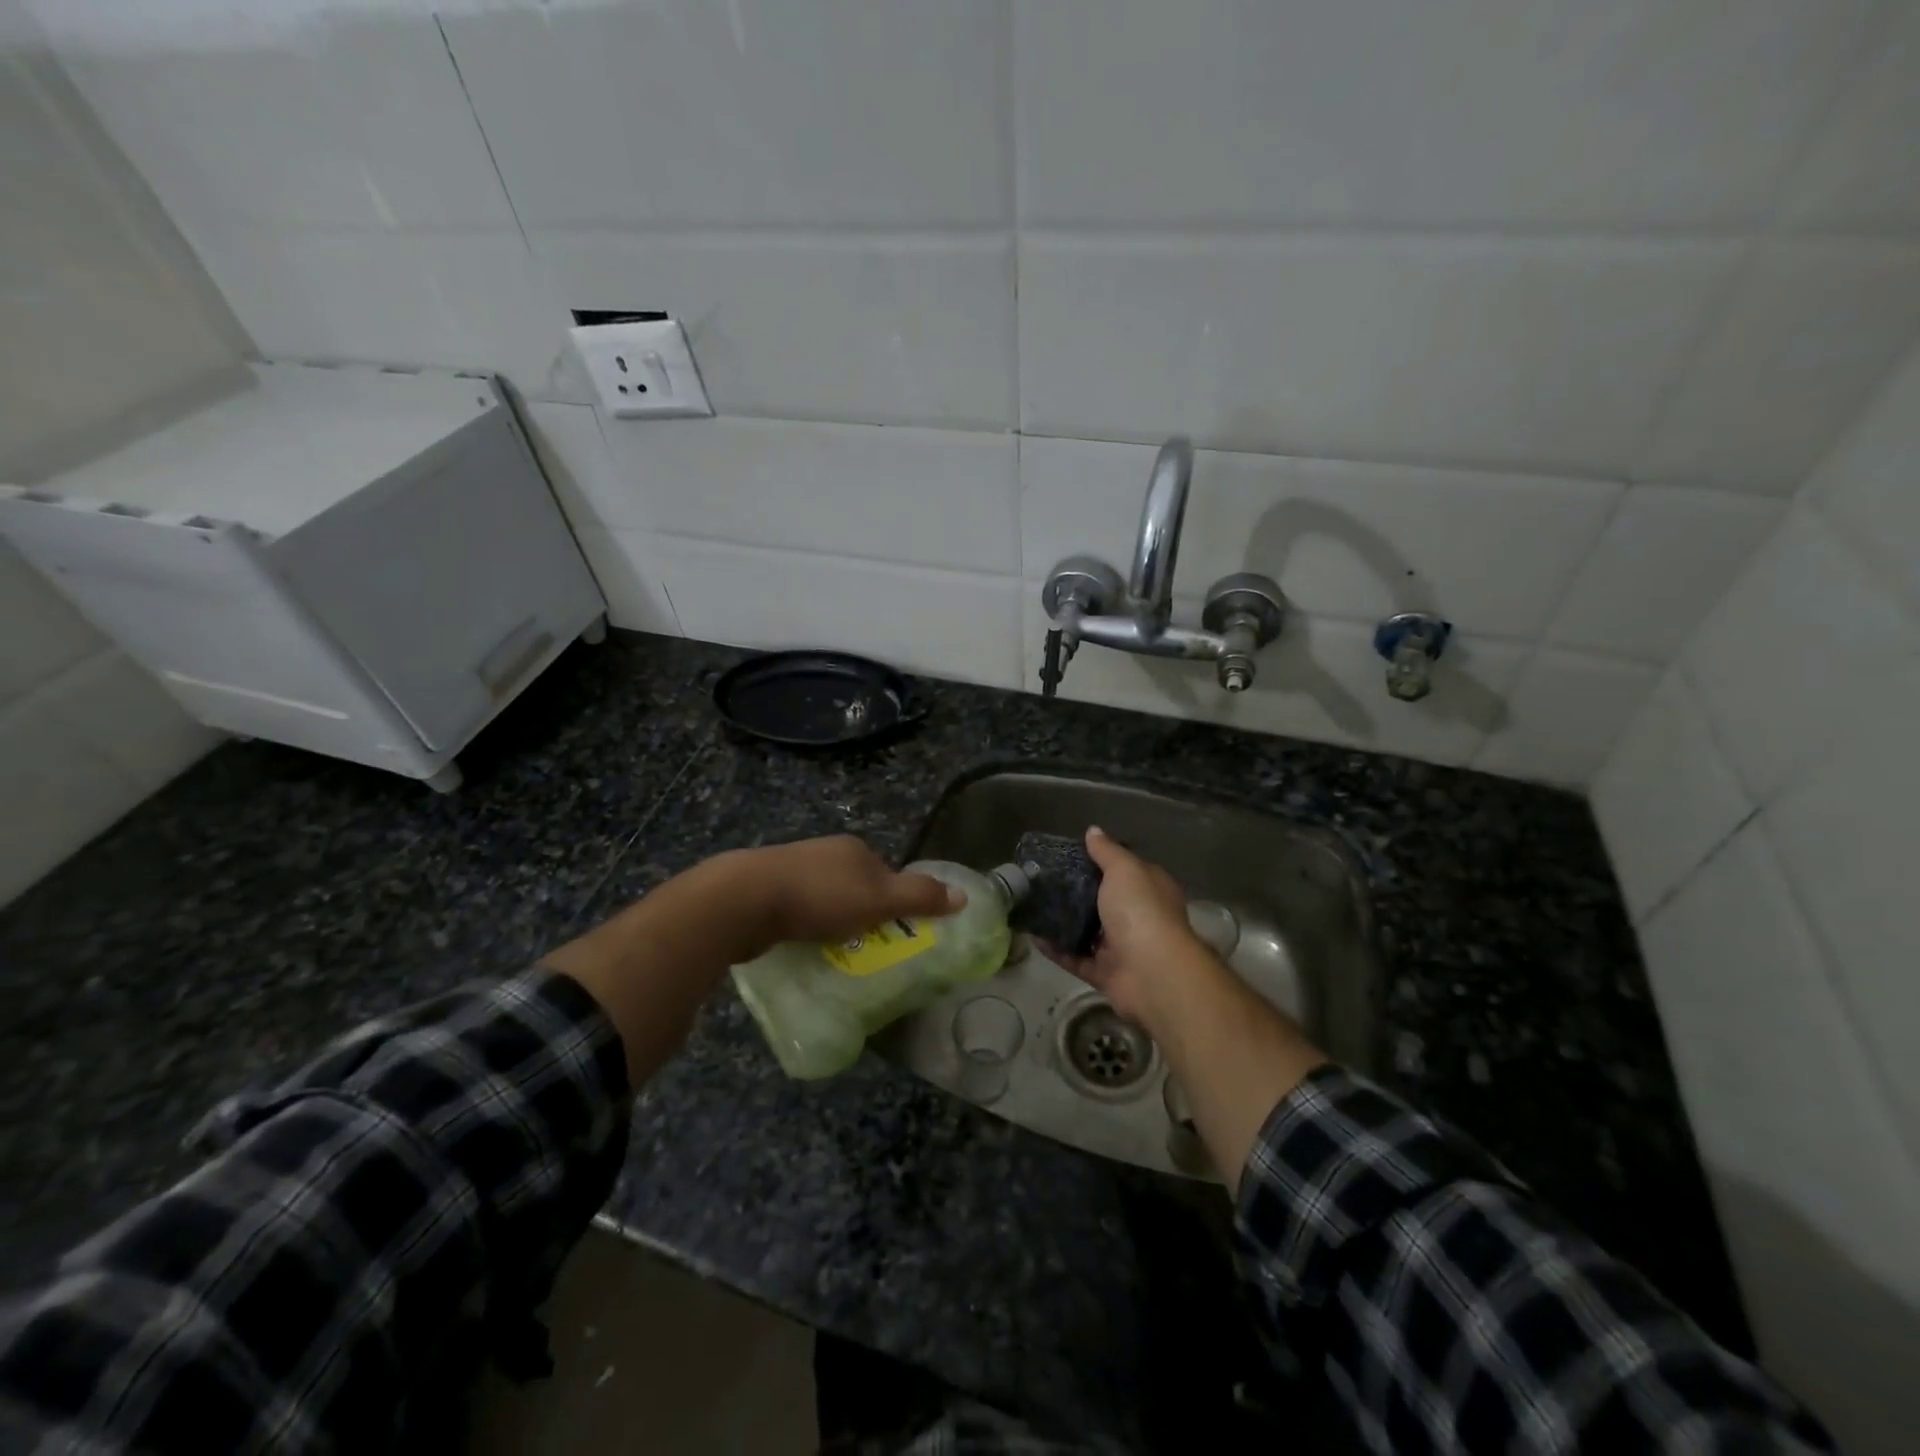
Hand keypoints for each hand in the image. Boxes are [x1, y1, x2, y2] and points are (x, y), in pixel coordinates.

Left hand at [735, 836, 962, 958]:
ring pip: (824, 899)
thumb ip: (920, 897)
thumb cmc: (818, 897)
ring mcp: (791, 868)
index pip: (886, 874)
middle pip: (855, 886)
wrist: (743, 899)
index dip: (893, 904)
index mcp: (853, 848)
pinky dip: (803, 926)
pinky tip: (799, 944)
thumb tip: (964, 895)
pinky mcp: (764, 889)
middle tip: (863, 949)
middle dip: (860, 915)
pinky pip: (796, 910)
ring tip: (832, 952)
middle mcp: (824, 852)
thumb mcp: (878, 899)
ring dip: (830, 923)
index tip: (891, 934)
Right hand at [1042, 827, 1214, 1033]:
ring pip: (1088, 931)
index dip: (1101, 861)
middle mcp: (1138, 916)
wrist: (1152, 972)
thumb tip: (1093, 830)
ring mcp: (1122, 946)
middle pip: (1103, 901)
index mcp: (1149, 888)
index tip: (1070, 855)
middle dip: (1076, 892)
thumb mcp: (1124, 870)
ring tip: (1034, 906)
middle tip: (1044, 880)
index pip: (1125, 869)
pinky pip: (1076, 958)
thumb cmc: (1141, 910)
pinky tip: (1033, 936)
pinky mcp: (1105, 972)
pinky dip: (1056, 949)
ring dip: (1063, 922)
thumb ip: (1107, 851)